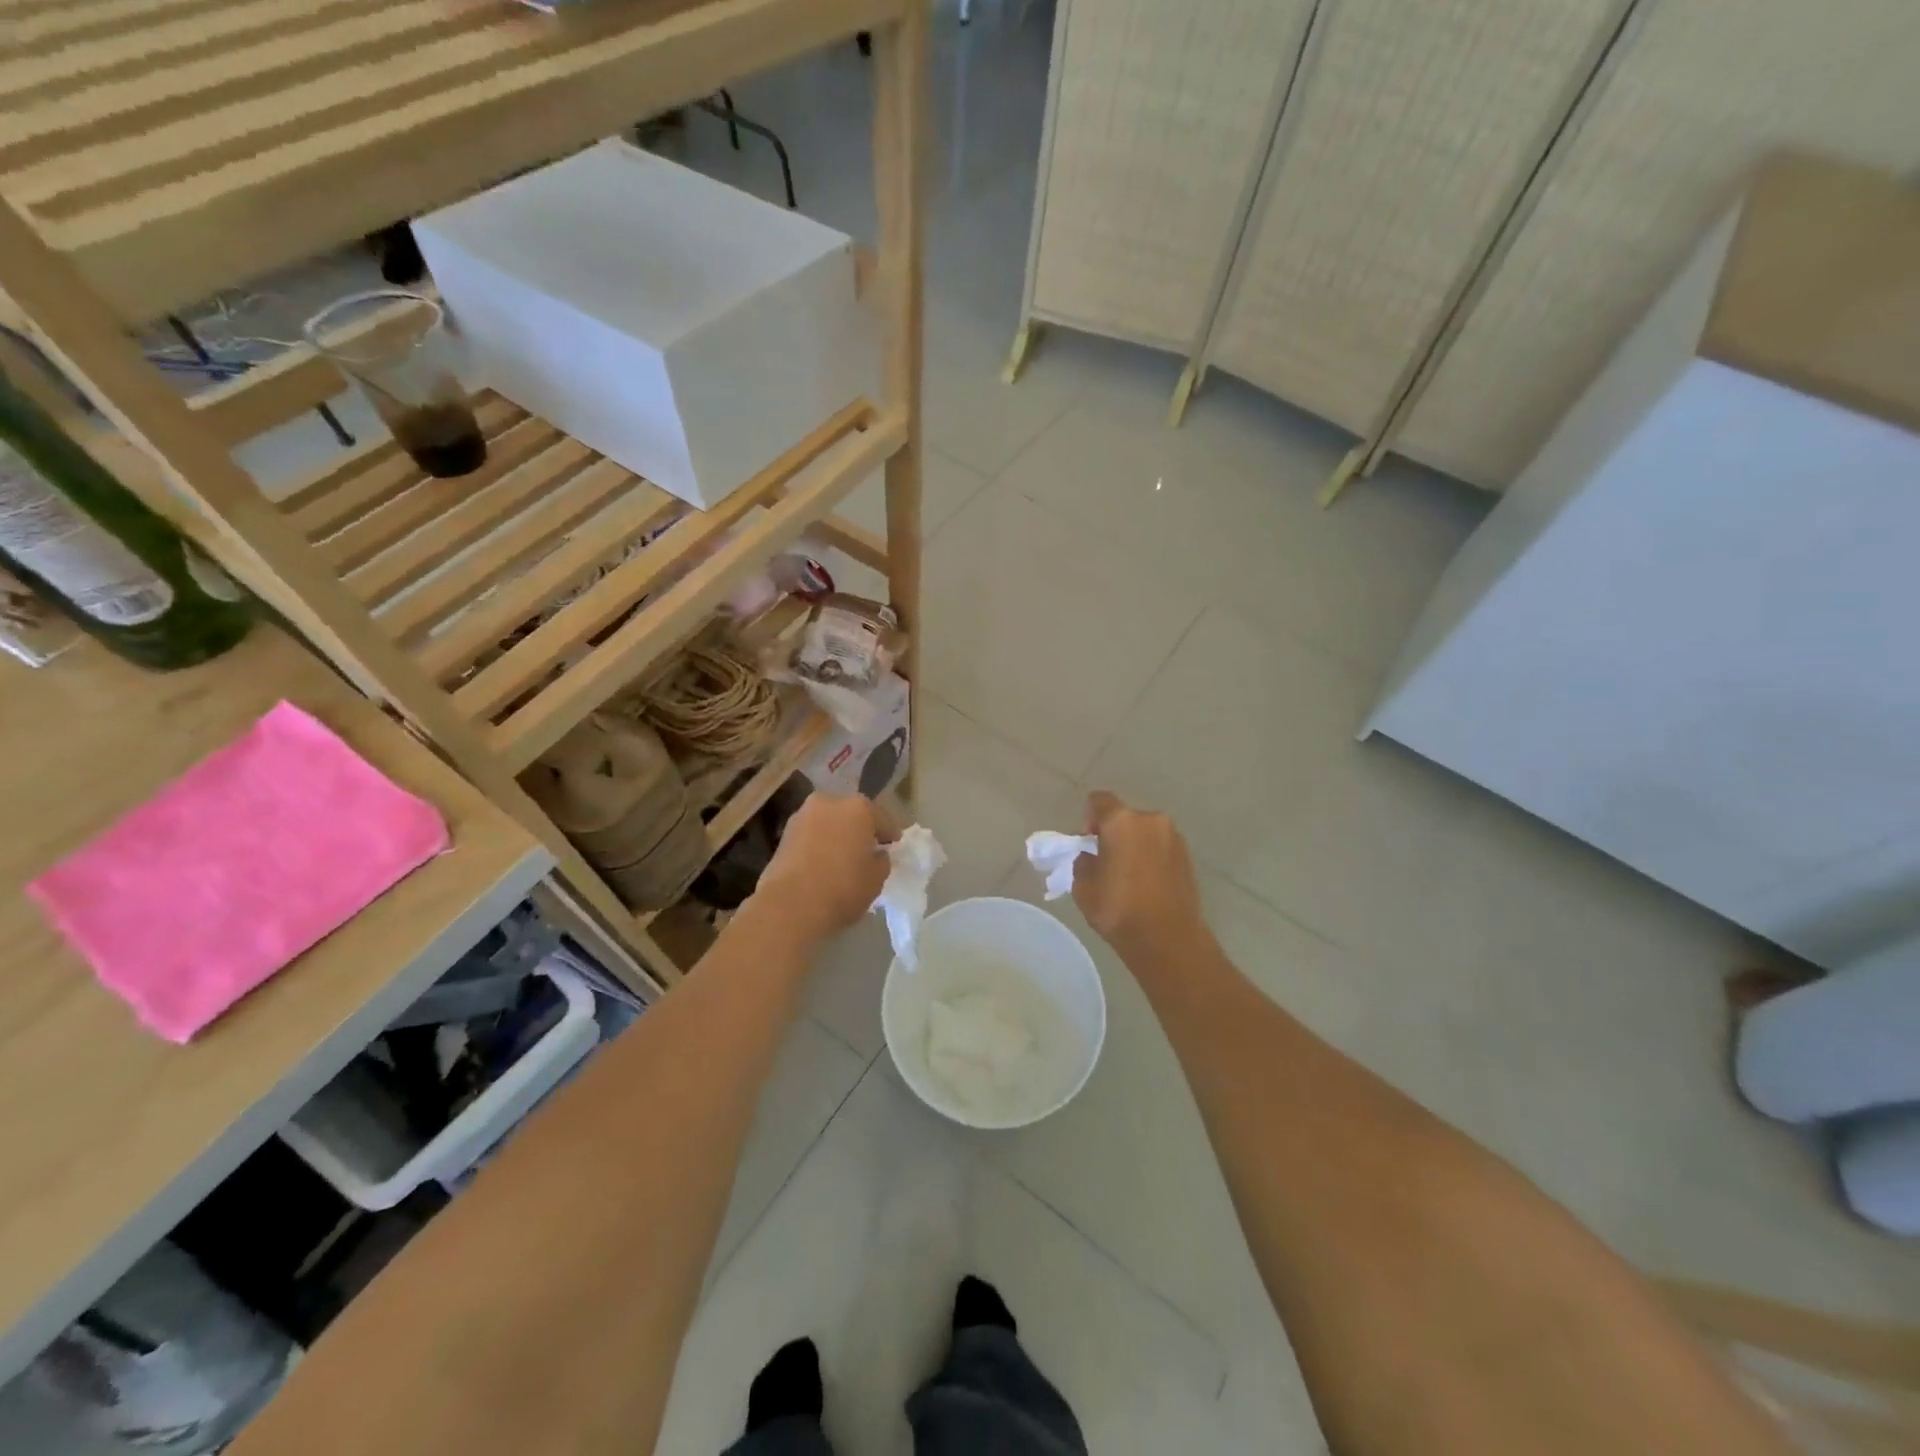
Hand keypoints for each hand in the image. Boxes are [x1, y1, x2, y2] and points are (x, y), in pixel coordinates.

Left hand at [751, 793, 893, 947]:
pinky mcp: (783, 834)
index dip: (890, 834)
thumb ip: (882, 861)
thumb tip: (877, 855)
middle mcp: (829, 802)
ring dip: (837, 835)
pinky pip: (811, 835)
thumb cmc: (842, 888)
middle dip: (860, 830)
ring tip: (843, 858)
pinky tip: (823, 863)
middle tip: (867, 850)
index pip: (882, 819)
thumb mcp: (876, 879)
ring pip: (829, 823)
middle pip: (852, 815)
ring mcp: (802, 816)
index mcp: (858, 808)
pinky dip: (819, 844)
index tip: (894, 846)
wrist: (789, 906)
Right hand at [1071, 791, 1204, 960]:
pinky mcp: (1188, 857)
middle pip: (1125, 816)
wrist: (1168, 939)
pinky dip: (1151, 857)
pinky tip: (1146, 883)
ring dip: (1134, 845)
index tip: (1087, 842)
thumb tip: (1093, 857)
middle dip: (1113, 833)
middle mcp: (1151, 820)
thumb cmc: (1119, 909)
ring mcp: (1174, 837)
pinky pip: (1161, 847)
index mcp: (1122, 821)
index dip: (1089, 817)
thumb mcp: (1083, 887)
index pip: (1099, 800)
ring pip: (1145, 832)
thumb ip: (1083, 862)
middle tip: (1106, 861)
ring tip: (1128, 876)